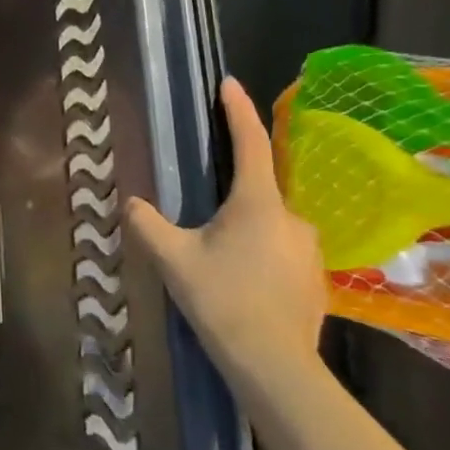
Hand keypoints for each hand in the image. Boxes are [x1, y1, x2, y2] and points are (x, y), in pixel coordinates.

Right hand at [126, 78, 326, 390]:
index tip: (230, 83)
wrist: (274, 366)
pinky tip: (243, 280)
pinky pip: (283, 250)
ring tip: (220, 256)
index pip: (250, 143)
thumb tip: (132, 203)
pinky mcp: (316, 280)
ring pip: (272, 223)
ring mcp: (310, 251)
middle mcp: (293, 218)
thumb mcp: (171, 257)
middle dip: (234, 193)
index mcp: (258, 203)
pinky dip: (262, 253)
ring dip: (247, 227)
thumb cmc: (222, 299)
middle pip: (260, 189)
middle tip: (204, 217)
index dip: (238, 110)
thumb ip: (147, 223)